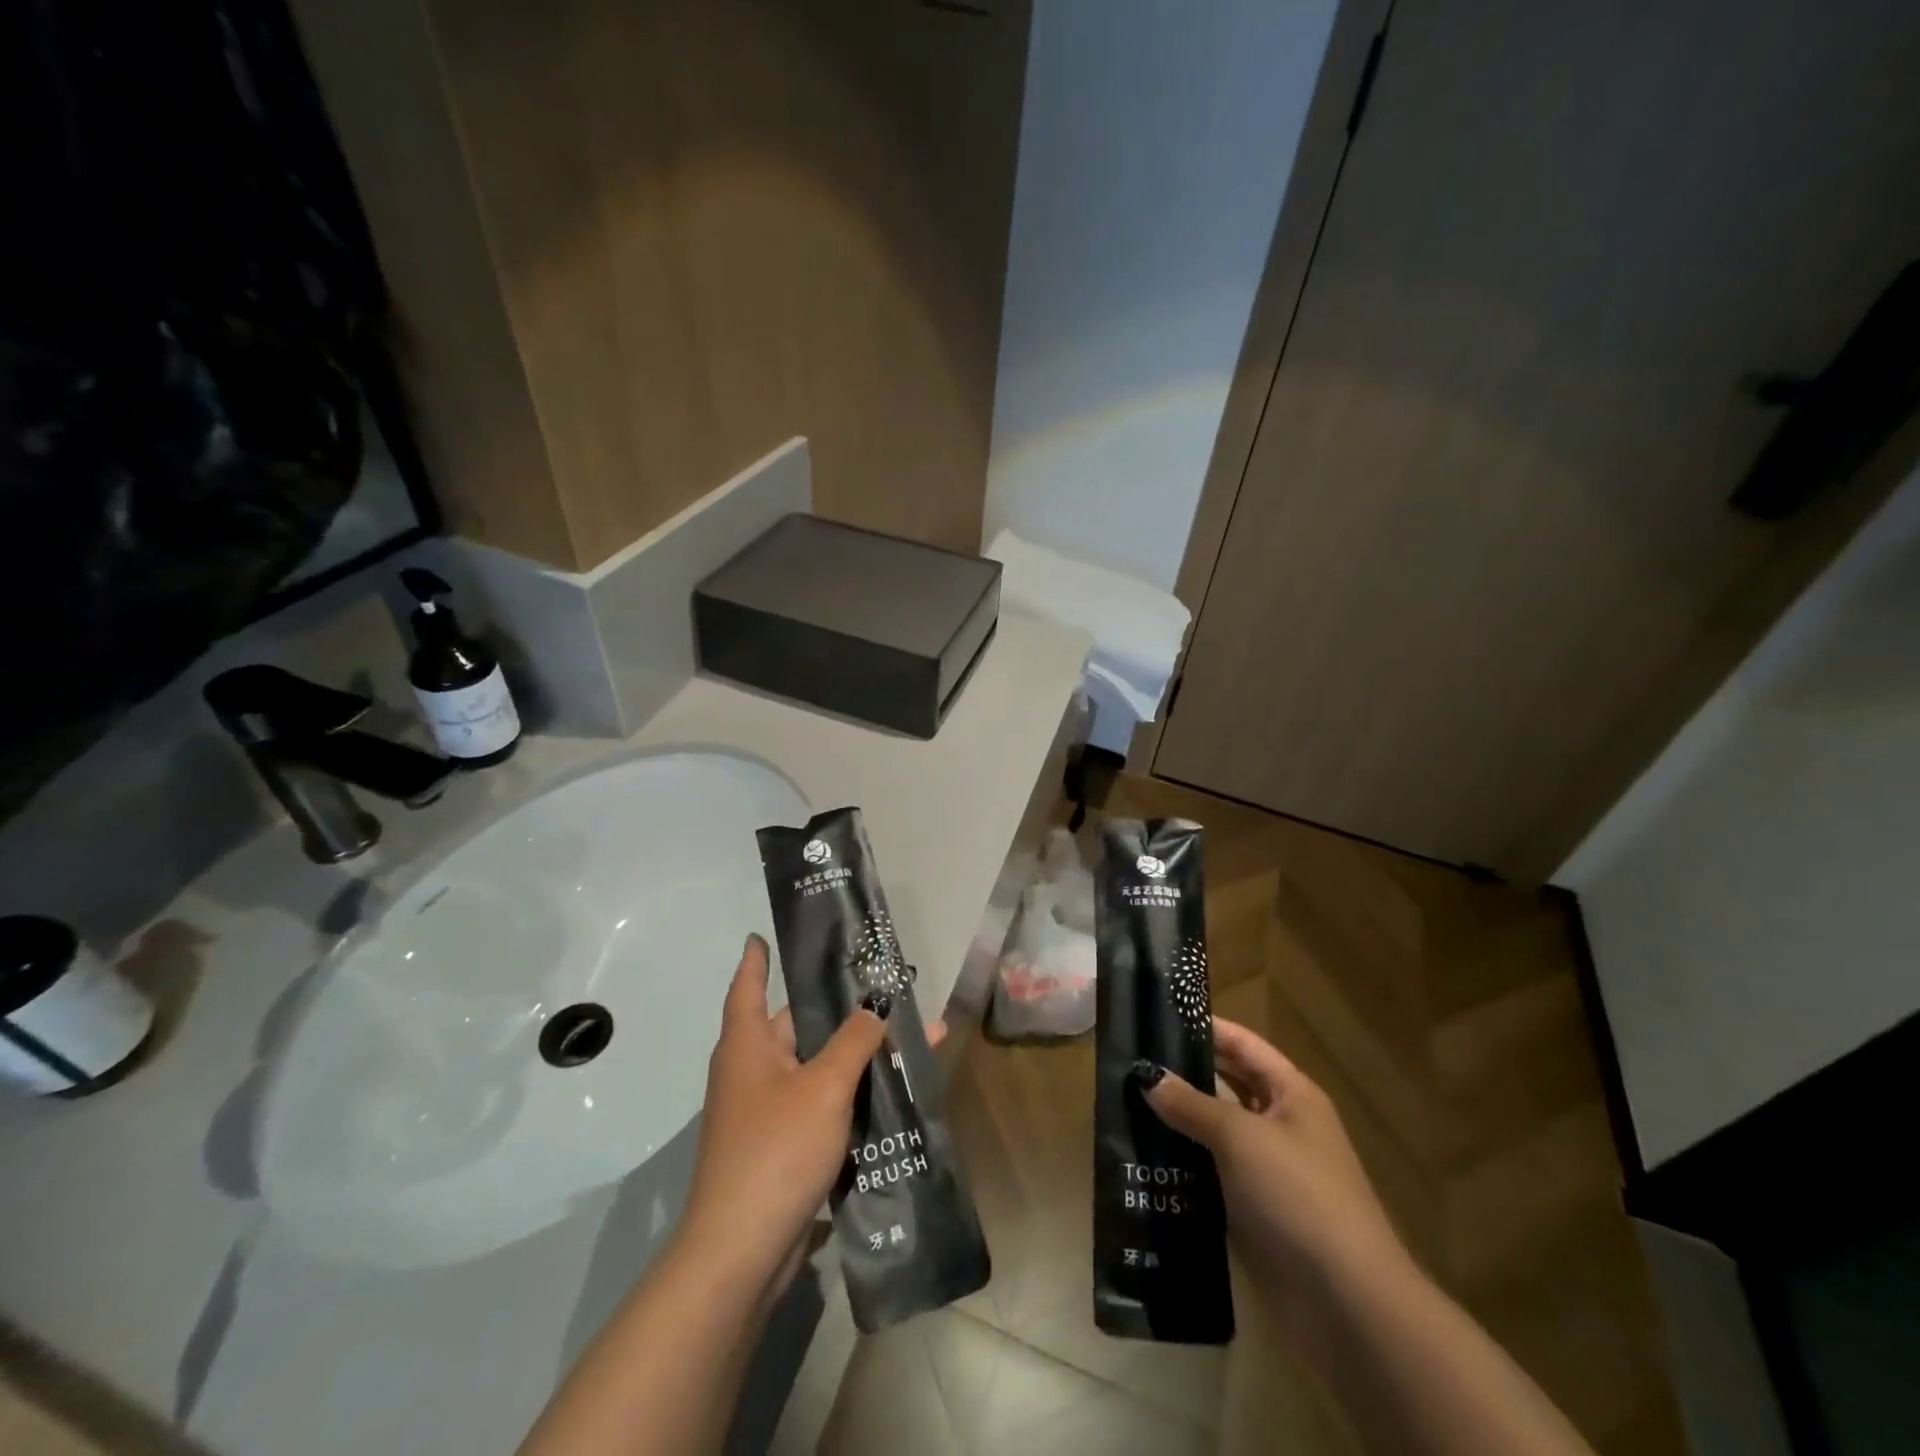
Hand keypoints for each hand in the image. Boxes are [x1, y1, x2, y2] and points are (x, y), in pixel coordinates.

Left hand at [676, 934, 888, 1298]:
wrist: (741, 1253)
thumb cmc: (776, 1150)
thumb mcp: (824, 1087)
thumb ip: (855, 1041)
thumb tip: (877, 1005)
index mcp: (747, 1044)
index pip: (749, 986)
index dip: (756, 959)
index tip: (761, 935)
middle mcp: (752, 1070)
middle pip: (798, 1026)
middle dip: (840, 1010)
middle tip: (880, 987)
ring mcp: (764, 1111)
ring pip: (815, 1067)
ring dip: (852, 1055)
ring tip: (899, 1036)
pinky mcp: (780, 1146)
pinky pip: (818, 1103)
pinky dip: (847, 1094)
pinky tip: (886, 1093)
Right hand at [1143, 1017, 1413, 1340]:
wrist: (1346, 1302)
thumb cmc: (1298, 1195)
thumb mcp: (1240, 1137)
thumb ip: (1191, 1103)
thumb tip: (1146, 1076)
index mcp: (1291, 1093)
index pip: (1242, 1044)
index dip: (1205, 1028)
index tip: (1157, 1016)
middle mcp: (1281, 1124)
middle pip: (1226, 1085)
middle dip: (1183, 1074)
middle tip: (1131, 1061)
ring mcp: (1267, 1169)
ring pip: (1214, 1131)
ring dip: (1177, 1121)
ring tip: (1124, 1104)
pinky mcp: (1252, 1209)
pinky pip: (1210, 1173)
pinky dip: (1182, 1163)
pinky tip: (1142, 1157)